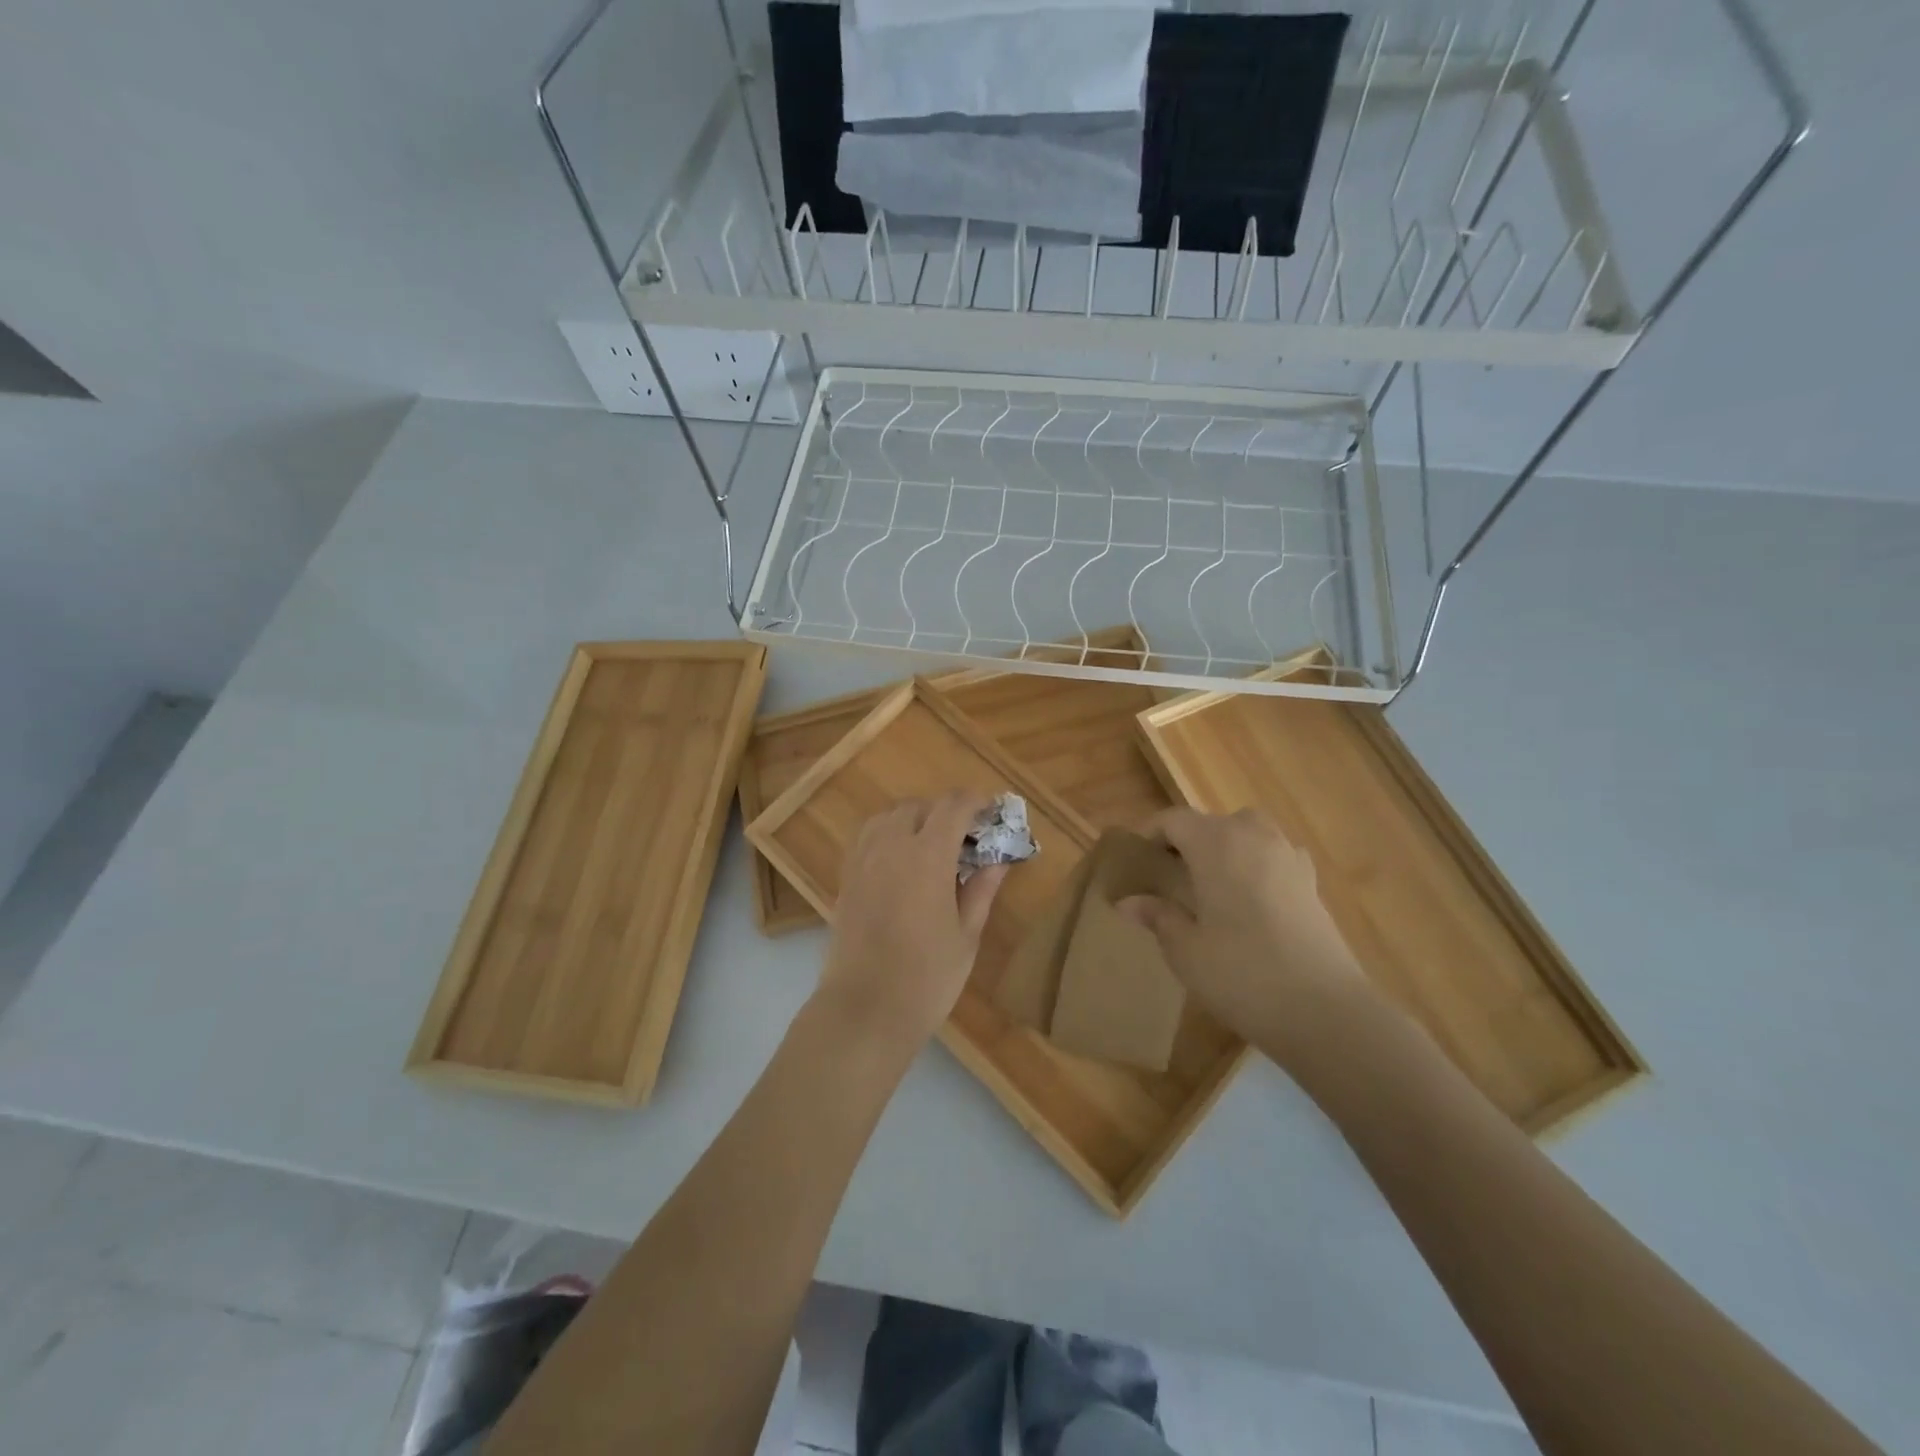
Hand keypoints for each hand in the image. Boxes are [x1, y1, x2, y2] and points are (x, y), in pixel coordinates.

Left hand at [817, 794, 1008, 1044]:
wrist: (864, 1010)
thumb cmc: (927, 977)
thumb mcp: (966, 935)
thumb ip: (981, 889)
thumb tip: (999, 860)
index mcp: (927, 855)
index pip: (953, 807)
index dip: (975, 802)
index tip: (991, 811)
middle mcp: (891, 846)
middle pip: (919, 806)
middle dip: (946, 811)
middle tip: (966, 835)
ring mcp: (863, 860)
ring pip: (889, 816)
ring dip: (914, 818)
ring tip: (933, 843)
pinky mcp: (846, 878)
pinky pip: (868, 836)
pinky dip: (888, 833)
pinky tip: (901, 860)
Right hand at [1118, 807, 1366, 1052]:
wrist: (1323, 1010)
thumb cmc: (1240, 972)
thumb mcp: (1185, 949)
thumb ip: (1157, 916)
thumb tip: (1128, 902)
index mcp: (1215, 842)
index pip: (1173, 820)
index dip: (1150, 834)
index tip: (1134, 860)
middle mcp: (1253, 836)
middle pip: (1212, 823)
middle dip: (1187, 842)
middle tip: (1169, 877)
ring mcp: (1288, 856)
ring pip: (1247, 834)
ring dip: (1225, 849)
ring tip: (1210, 886)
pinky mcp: (1311, 882)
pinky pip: (1274, 857)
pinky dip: (1257, 866)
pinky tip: (1250, 900)